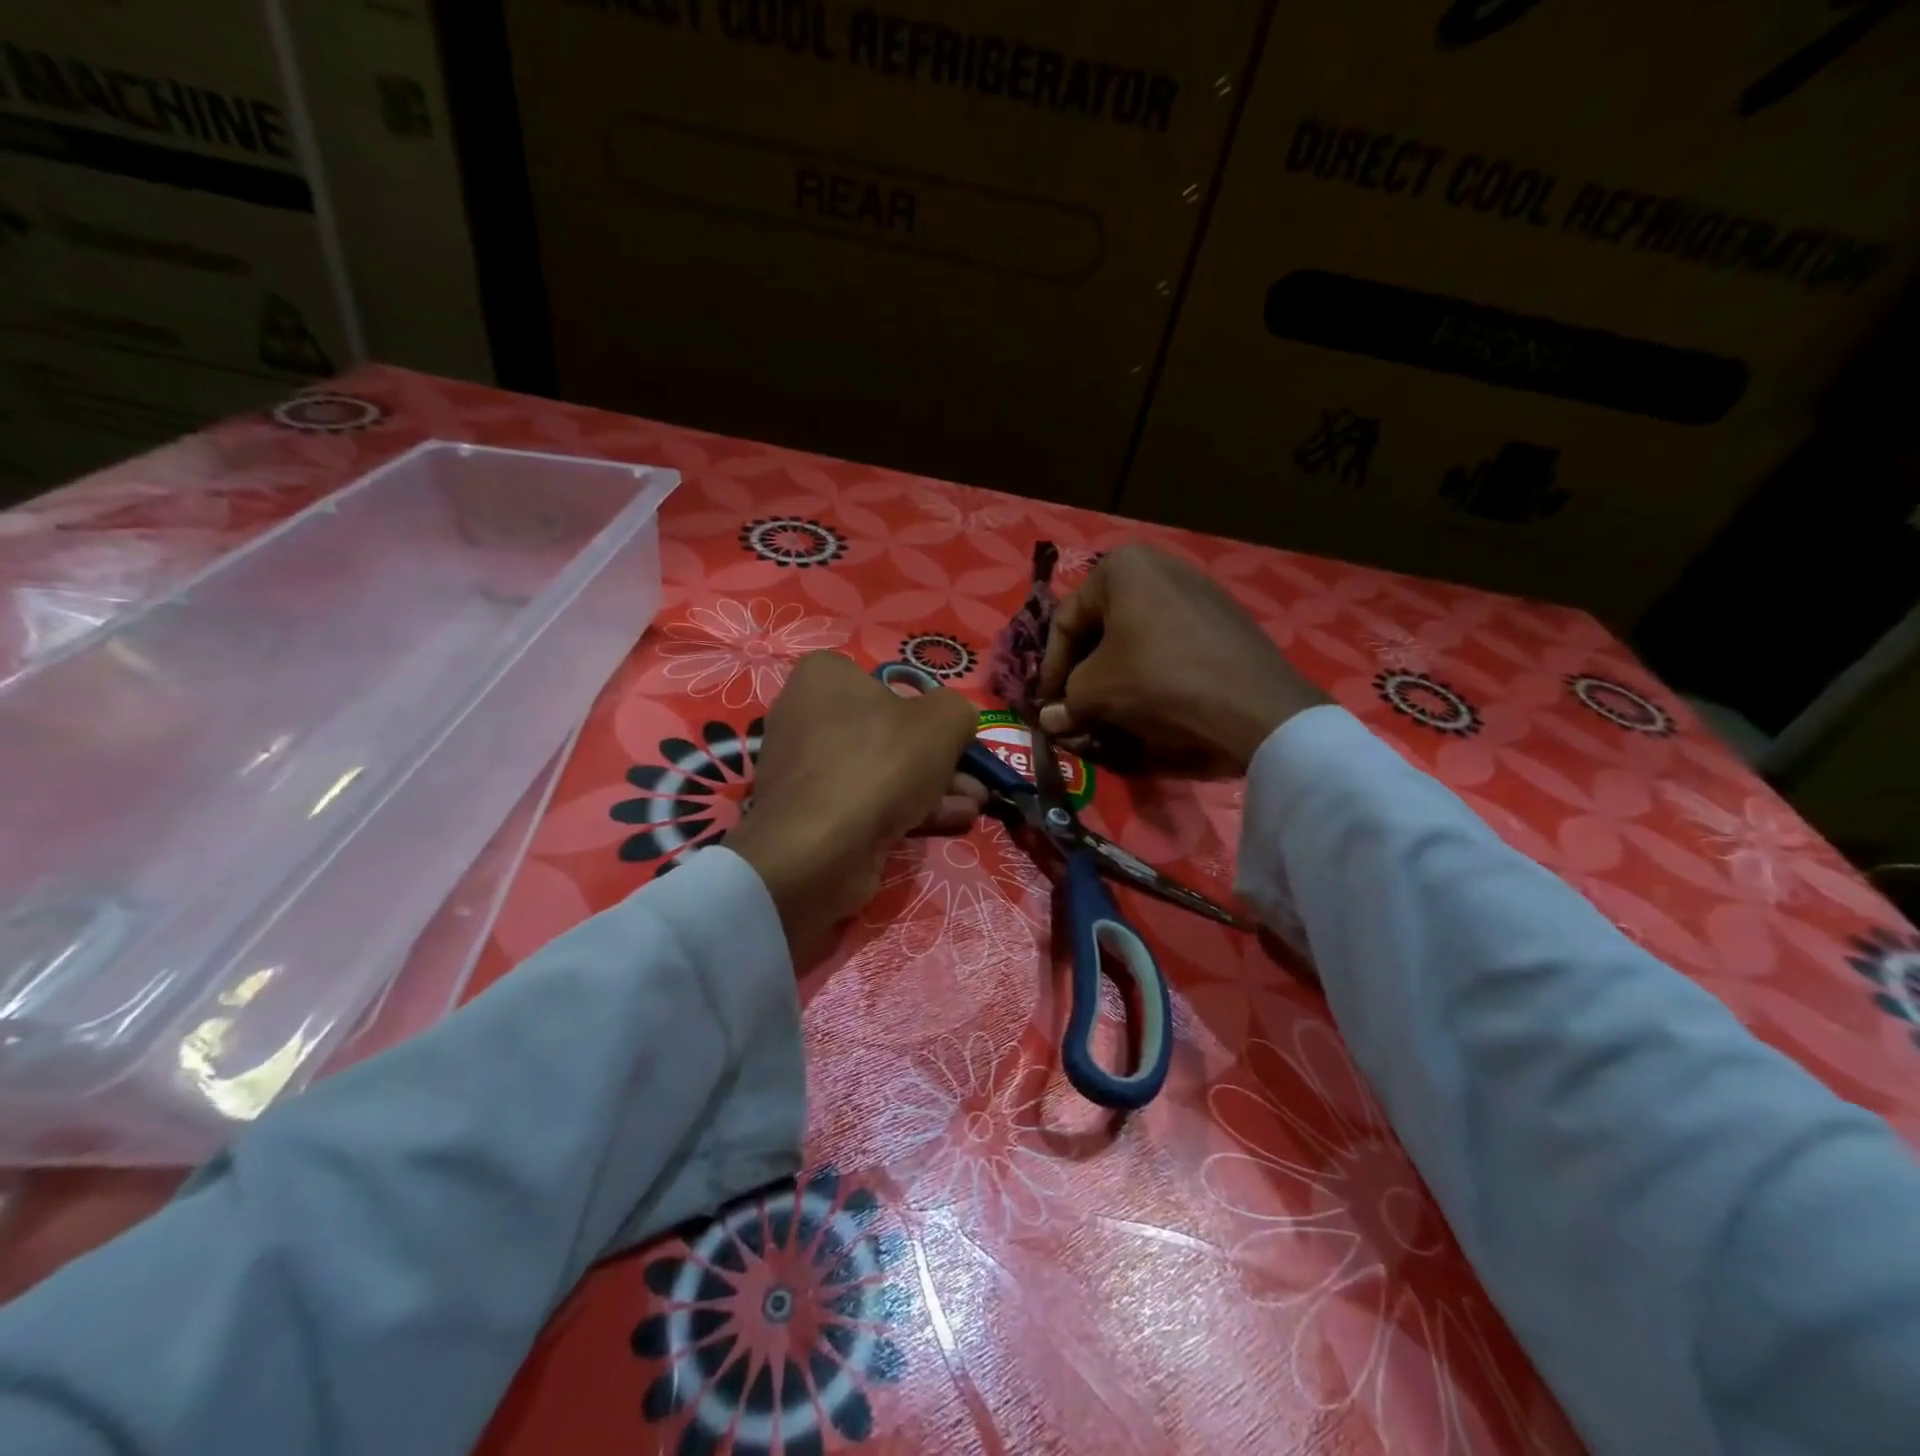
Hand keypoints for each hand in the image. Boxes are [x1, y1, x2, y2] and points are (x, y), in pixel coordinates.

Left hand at [726, 652, 985, 960]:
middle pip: (889, 731)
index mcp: (825, 676)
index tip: (955, 732)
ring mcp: (807, 768)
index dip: (927, 706)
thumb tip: (959, 719)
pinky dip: (909, 808)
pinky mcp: (813, 812)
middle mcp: (806, 714)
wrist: (820, 848)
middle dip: (940, 756)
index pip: (886, 680)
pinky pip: (869, 800)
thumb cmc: (880, 762)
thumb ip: (958, 711)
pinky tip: (953, 821)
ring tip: (975, 804)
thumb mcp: (943, 721)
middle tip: (976, 776)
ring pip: (883, 769)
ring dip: (934, 786)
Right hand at [1036, 545, 1328, 775]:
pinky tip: (1150, 699)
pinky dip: (1151, 667)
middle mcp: (1160, 564)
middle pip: (1102, 623)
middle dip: (1084, 668)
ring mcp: (1198, 588)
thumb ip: (1065, 701)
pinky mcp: (1225, 617)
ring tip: (1110, 706)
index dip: (1050, 668)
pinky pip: (1171, 640)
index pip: (1066, 621)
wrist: (1253, 705)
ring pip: (1136, 633)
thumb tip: (1050, 719)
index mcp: (1121, 566)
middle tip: (1075, 704)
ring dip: (1115, 670)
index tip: (1047, 703)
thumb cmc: (1159, 680)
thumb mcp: (1096, 691)